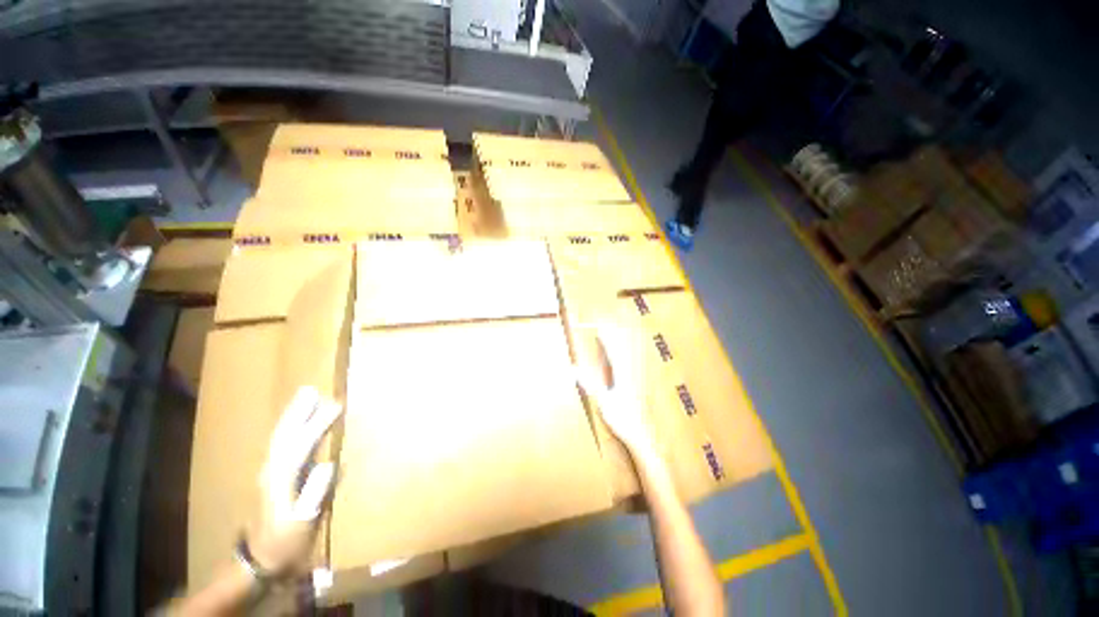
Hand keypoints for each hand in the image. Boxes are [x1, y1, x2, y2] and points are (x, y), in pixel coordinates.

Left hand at [249, 386, 341, 574]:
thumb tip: (329, 464)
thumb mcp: (303, 521)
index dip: (318, 424)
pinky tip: (297, 426)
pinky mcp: (273, 477)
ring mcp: (270, 473)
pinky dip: (290, 430)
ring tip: (306, 400)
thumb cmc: (286, 541)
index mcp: (281, 479)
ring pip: (281, 437)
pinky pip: (282, 445)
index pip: (301, 443)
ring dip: (293, 417)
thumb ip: (315, 493)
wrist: (260, 560)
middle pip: (284, 434)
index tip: (336, 406)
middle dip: (297, 411)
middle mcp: (272, 470)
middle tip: (311, 390)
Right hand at [576, 325, 654, 453]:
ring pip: (628, 360)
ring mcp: (635, 382)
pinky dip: (625, 361)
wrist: (641, 435)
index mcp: (622, 376)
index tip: (600, 330)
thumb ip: (589, 384)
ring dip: (621, 349)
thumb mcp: (602, 401)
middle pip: (623, 353)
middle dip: (615, 340)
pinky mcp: (636, 389)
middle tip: (608, 330)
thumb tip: (574, 370)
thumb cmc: (621, 419)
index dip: (607, 341)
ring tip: (616, 340)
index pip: (613, 353)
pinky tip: (624, 364)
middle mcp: (630, 375)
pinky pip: (630, 369)